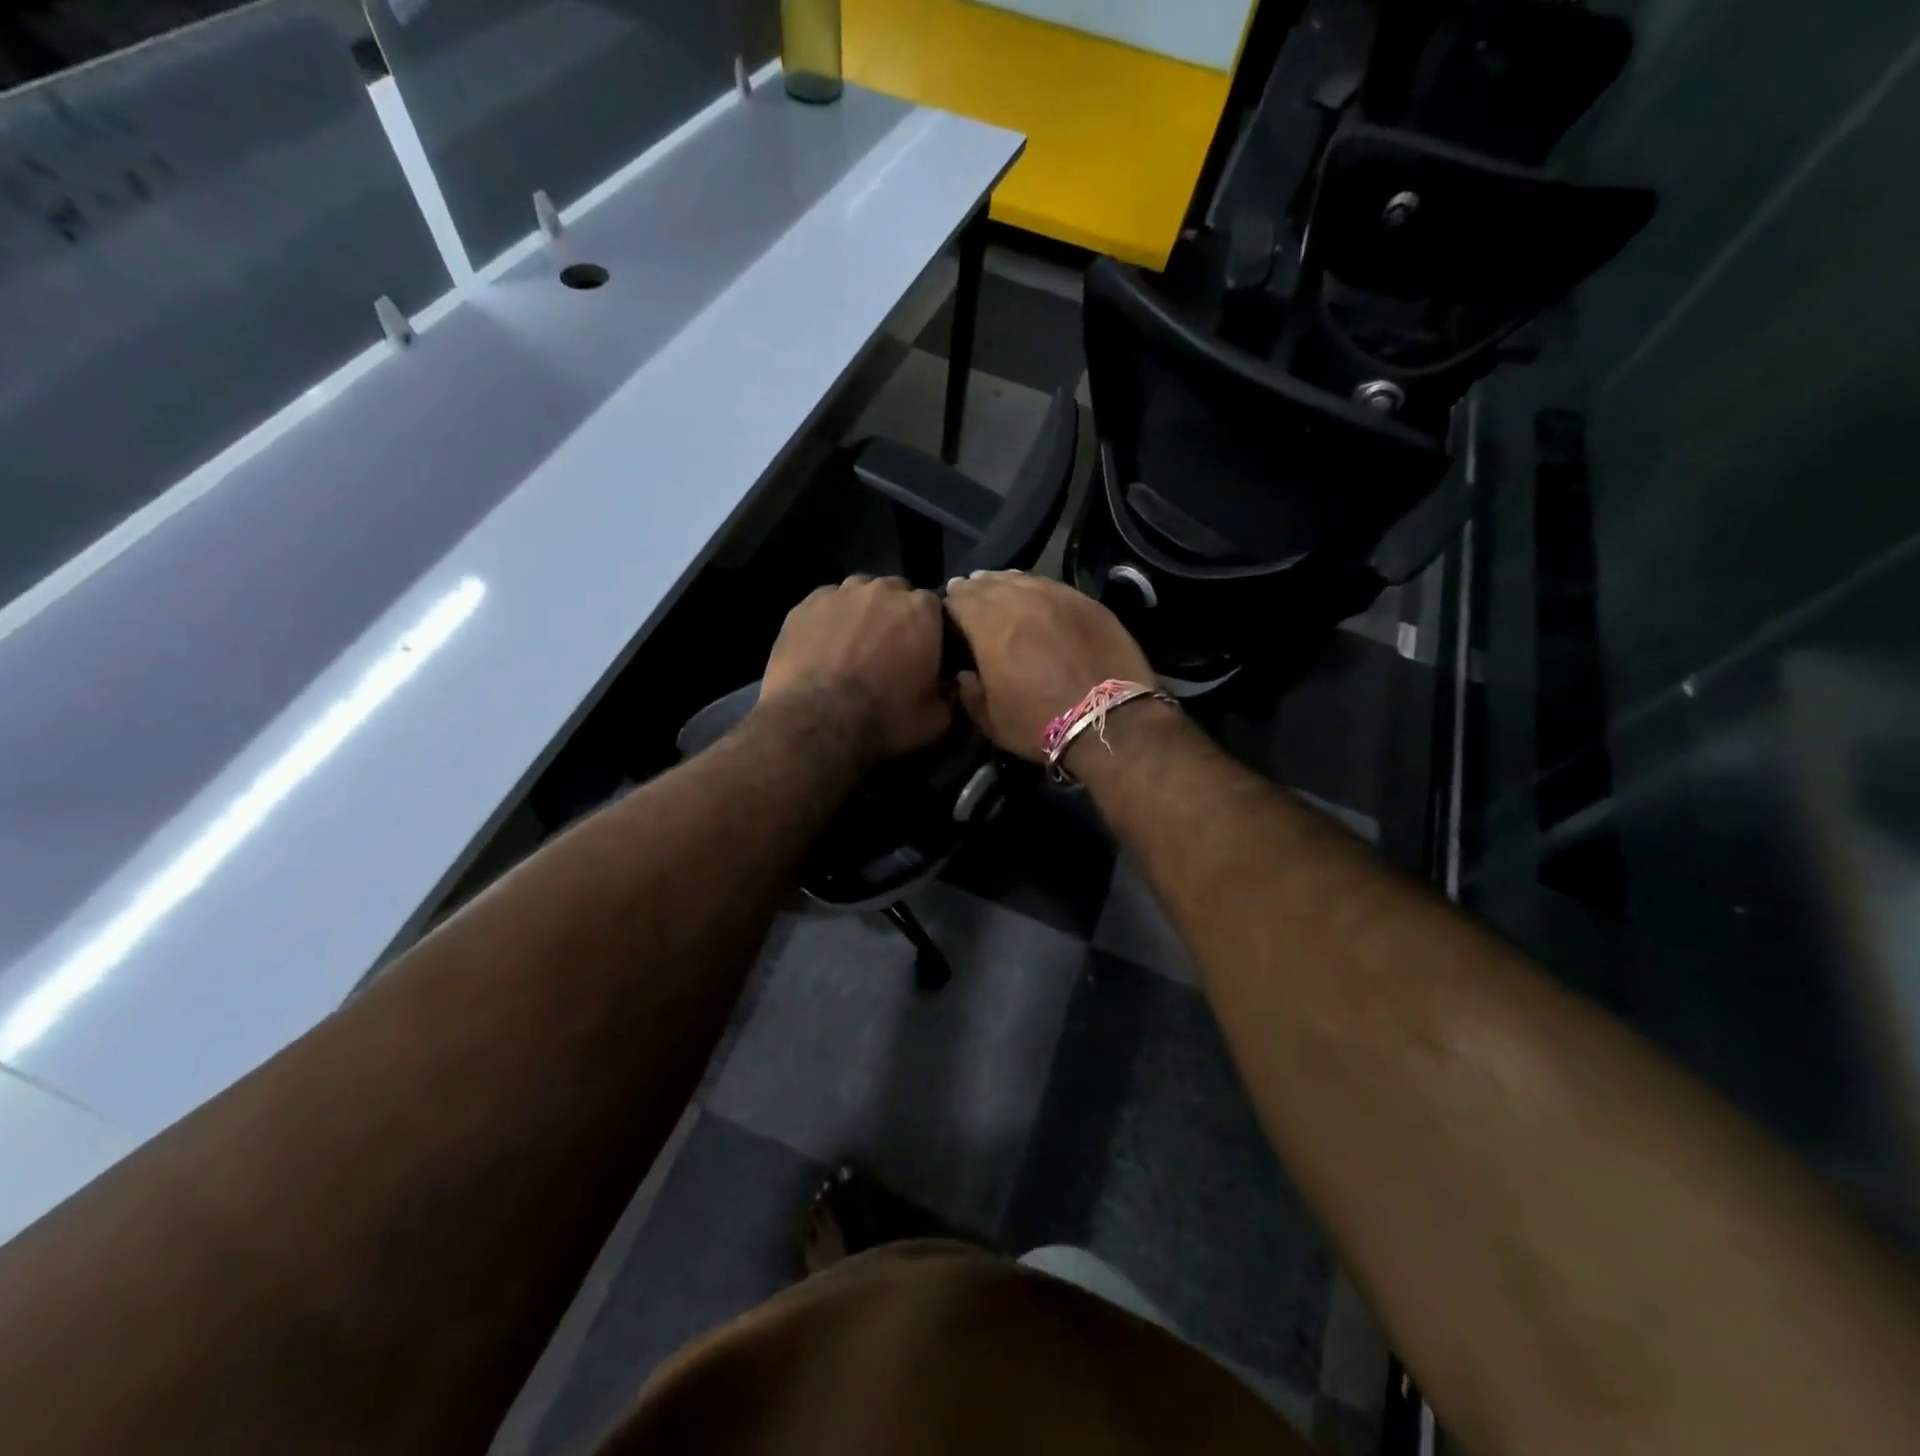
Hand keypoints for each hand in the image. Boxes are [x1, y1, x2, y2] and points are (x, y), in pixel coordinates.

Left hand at [760, 575, 950, 761]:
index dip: (929, 630)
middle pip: (895, 594)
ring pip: (858, 594)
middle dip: (895, 615)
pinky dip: (829, 620)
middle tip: (888, 650)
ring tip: (853, 646)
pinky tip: (823, 647)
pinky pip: (825, 604)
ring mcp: (841, 593)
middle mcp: (883, 590)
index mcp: (922, 611)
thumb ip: (948, 693)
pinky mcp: (805, 604)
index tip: (924, 652)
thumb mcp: (935, 718)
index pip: (934, 607)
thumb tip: (947, 686)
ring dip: (862, 613)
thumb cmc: (885, 718)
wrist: (817, 722)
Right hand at [943, 570, 1153, 761]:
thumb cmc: (1041, 724)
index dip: (950, 604)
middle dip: (974, 589)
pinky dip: (1035, 587)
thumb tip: (965, 675)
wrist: (1110, 721)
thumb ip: (970, 694)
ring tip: (997, 588)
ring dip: (1003, 583)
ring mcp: (1057, 597)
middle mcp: (1021, 602)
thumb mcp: (992, 722)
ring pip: (1021, 578)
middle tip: (969, 594)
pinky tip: (1034, 595)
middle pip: (988, 583)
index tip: (948, 613)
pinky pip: (1051, 585)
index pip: (959, 599)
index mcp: (990, 628)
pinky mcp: (1087, 601)